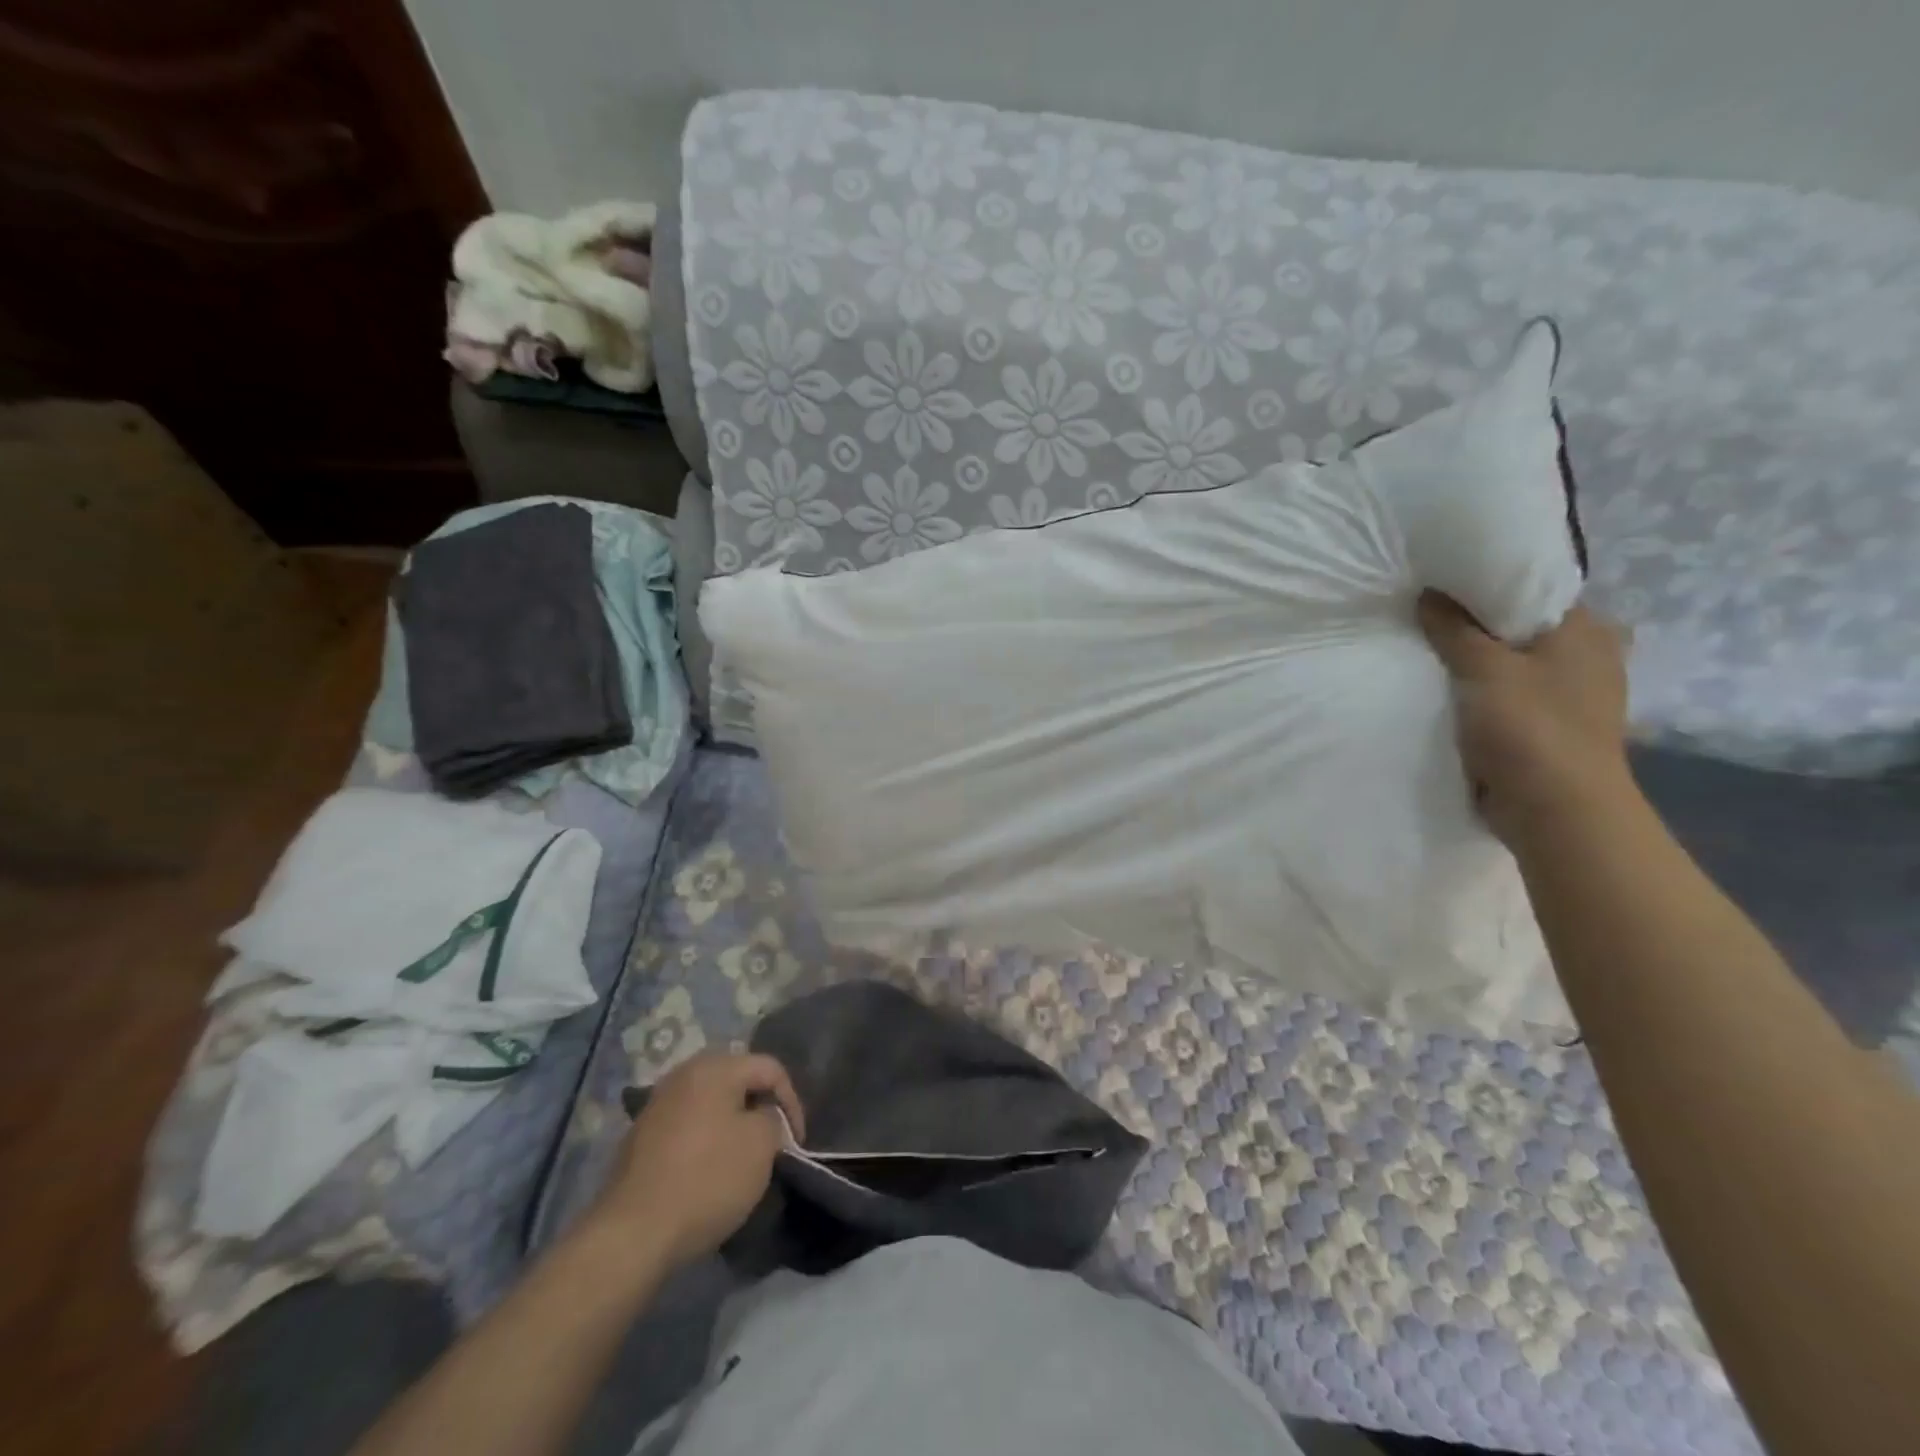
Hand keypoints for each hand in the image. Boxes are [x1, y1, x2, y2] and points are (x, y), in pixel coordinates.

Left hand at [586, 1052, 804, 1270]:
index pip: (770, 1068)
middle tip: (774, 1140)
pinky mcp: (641, 1135)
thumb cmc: (707, 1179)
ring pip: (711, 1102)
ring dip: (733, 1122)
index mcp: (715, 1066)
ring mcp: (658, 1103)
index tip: (796, 1142)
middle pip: (738, 1079)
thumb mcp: (761, 1145)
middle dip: (760, 1106)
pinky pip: (688, 1123)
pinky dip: (706, 1137)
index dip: (792, 1101)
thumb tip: (763, 1116)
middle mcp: (684, 1073)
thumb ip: (773, 1118)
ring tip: (744, 1155)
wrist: (632, 1233)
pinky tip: (709, 1167)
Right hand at [1418, 591, 1630, 845]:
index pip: (1531, 589)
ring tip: (1425, 652)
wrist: (1556, 809)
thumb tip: (1429, 593)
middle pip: (1517, 628)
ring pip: (1510, 664)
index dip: (1484, 585)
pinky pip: (1506, 697)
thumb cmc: (1530, 728)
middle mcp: (1586, 656)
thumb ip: (1454, 628)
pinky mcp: (1548, 727)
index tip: (1439, 585)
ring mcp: (1569, 695)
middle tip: (1423, 617)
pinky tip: (1445, 692)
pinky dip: (1480, 694)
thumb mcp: (1484, 668)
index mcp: (1585, 630)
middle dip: (1474, 626)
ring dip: (1474, 663)